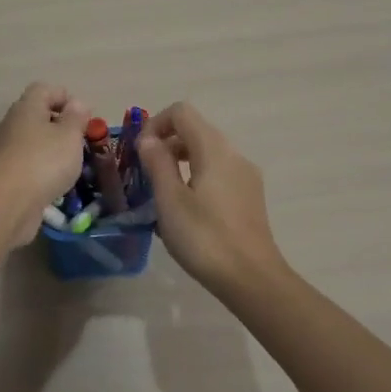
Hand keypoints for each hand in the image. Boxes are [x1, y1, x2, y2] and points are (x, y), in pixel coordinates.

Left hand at [0, 83, 90, 243]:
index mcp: (27, 108)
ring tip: (75, 166)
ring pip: (35, 143)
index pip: (44, 89)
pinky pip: (30, 166)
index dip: (65, 97)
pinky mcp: (7, 176)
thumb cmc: (44, 161)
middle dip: (63, 128)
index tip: (84, 117)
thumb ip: (76, 118)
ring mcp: (7, 151)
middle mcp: (13, 125)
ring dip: (55, 152)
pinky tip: (58, 185)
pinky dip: (45, 172)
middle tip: (83, 143)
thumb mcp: (69, 136)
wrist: (7, 203)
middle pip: (39, 117)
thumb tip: (77, 103)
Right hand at [138, 102, 286, 298]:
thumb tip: (148, 139)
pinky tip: (185, 210)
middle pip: (195, 130)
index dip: (155, 124)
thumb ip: (157, 164)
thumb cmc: (204, 238)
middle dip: (165, 144)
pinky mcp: (249, 196)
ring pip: (207, 153)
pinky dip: (196, 177)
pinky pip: (218, 172)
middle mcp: (234, 154)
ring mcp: (246, 176)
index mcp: (214, 149)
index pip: (182, 112)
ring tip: (161, 193)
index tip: (138, 152)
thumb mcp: (170, 201)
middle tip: (144, 174)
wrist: (252, 279)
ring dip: (179, 162)